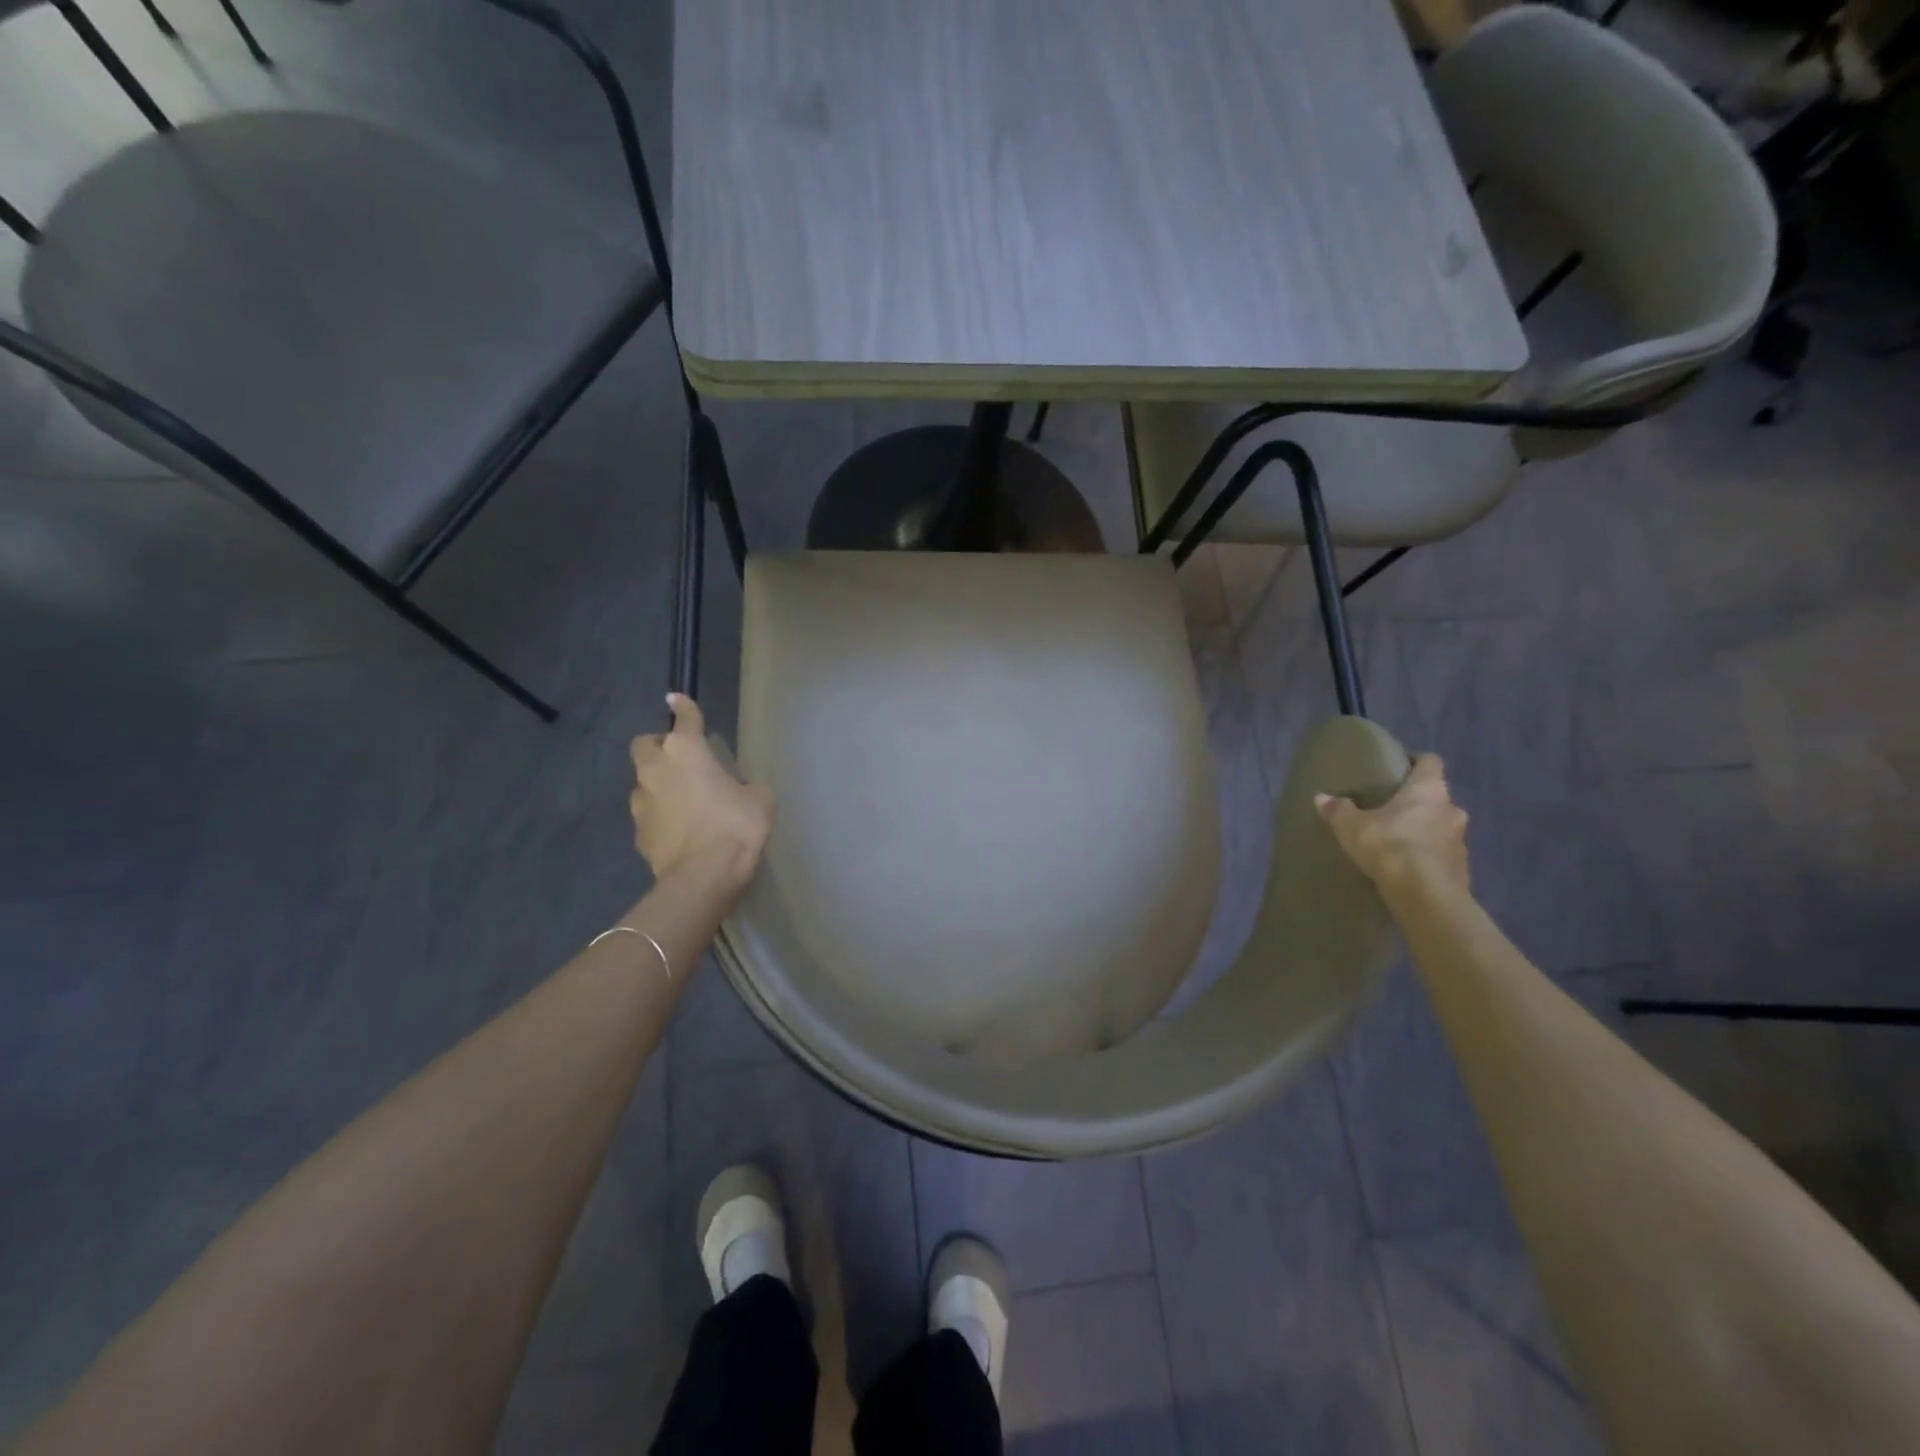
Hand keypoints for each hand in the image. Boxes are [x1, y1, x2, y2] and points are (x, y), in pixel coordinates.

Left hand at [629, 695, 773, 887]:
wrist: (703, 876)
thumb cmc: (736, 826)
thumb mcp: (759, 799)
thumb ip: (746, 785)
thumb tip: (737, 789)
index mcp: (686, 751)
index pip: (684, 718)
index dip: (683, 706)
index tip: (677, 699)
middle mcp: (656, 769)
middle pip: (644, 744)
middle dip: (658, 746)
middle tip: (680, 759)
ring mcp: (641, 802)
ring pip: (643, 781)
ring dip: (659, 784)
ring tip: (683, 801)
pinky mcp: (638, 832)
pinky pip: (648, 814)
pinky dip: (660, 816)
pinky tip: (680, 830)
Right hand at [1316, 753, 1469, 899]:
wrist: (1425, 895)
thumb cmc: (1390, 845)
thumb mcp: (1351, 826)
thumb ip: (1338, 810)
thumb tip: (1321, 797)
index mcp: (1428, 789)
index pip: (1430, 762)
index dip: (1415, 761)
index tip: (1398, 767)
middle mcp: (1451, 809)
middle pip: (1436, 797)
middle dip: (1416, 802)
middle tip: (1390, 809)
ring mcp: (1461, 840)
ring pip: (1441, 827)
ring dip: (1423, 831)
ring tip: (1397, 841)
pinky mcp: (1462, 869)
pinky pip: (1442, 855)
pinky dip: (1427, 857)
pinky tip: (1407, 867)